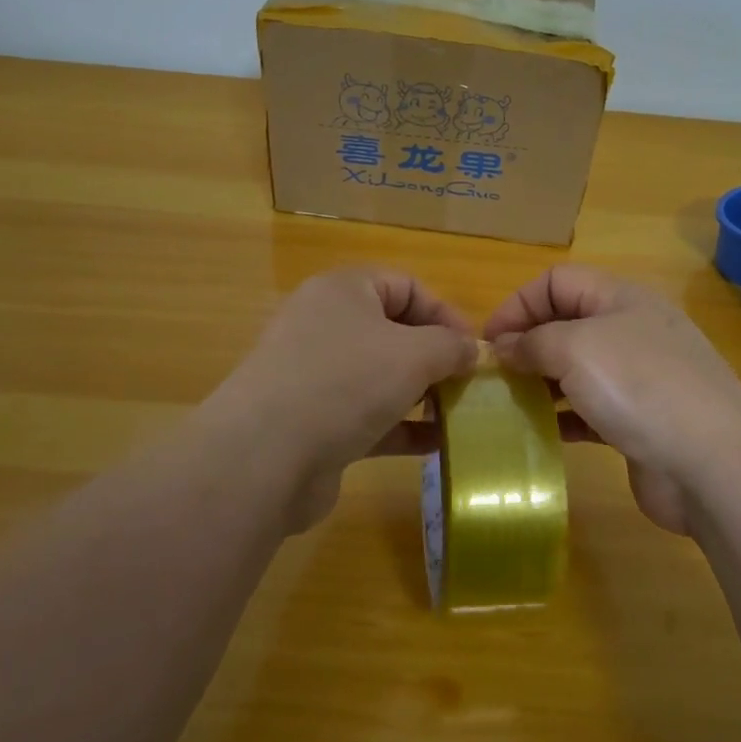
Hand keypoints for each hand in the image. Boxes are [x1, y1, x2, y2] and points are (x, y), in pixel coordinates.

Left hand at [213, 267, 476, 531]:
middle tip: (468, 385)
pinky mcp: (313, 422)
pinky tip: (434, 445)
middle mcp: (325, 326)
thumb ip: (451, 346)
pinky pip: (367, 416)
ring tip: (457, 415)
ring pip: (381, 377)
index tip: (474, 349)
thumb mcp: (414, 353)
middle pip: (393, 332)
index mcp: (343, 291)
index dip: (444, 313)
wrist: (266, 456)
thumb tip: (470, 350)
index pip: (405, 286)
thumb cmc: (346, 382)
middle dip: (435, 358)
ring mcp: (315, 376)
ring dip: (421, 395)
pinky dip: (400, 427)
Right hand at [483, 266, 740, 534]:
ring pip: (576, 368)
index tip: (488, 342)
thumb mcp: (575, 349)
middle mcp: (631, 330)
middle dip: (527, 343)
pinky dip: (563, 416)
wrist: (714, 464)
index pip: (558, 280)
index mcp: (621, 298)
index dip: (519, 303)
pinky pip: (590, 409)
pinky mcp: (640, 421)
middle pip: (566, 323)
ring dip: (541, 381)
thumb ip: (532, 342)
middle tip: (494, 376)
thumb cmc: (640, 387)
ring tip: (509, 403)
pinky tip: (541, 432)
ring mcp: (639, 378)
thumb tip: (504, 347)